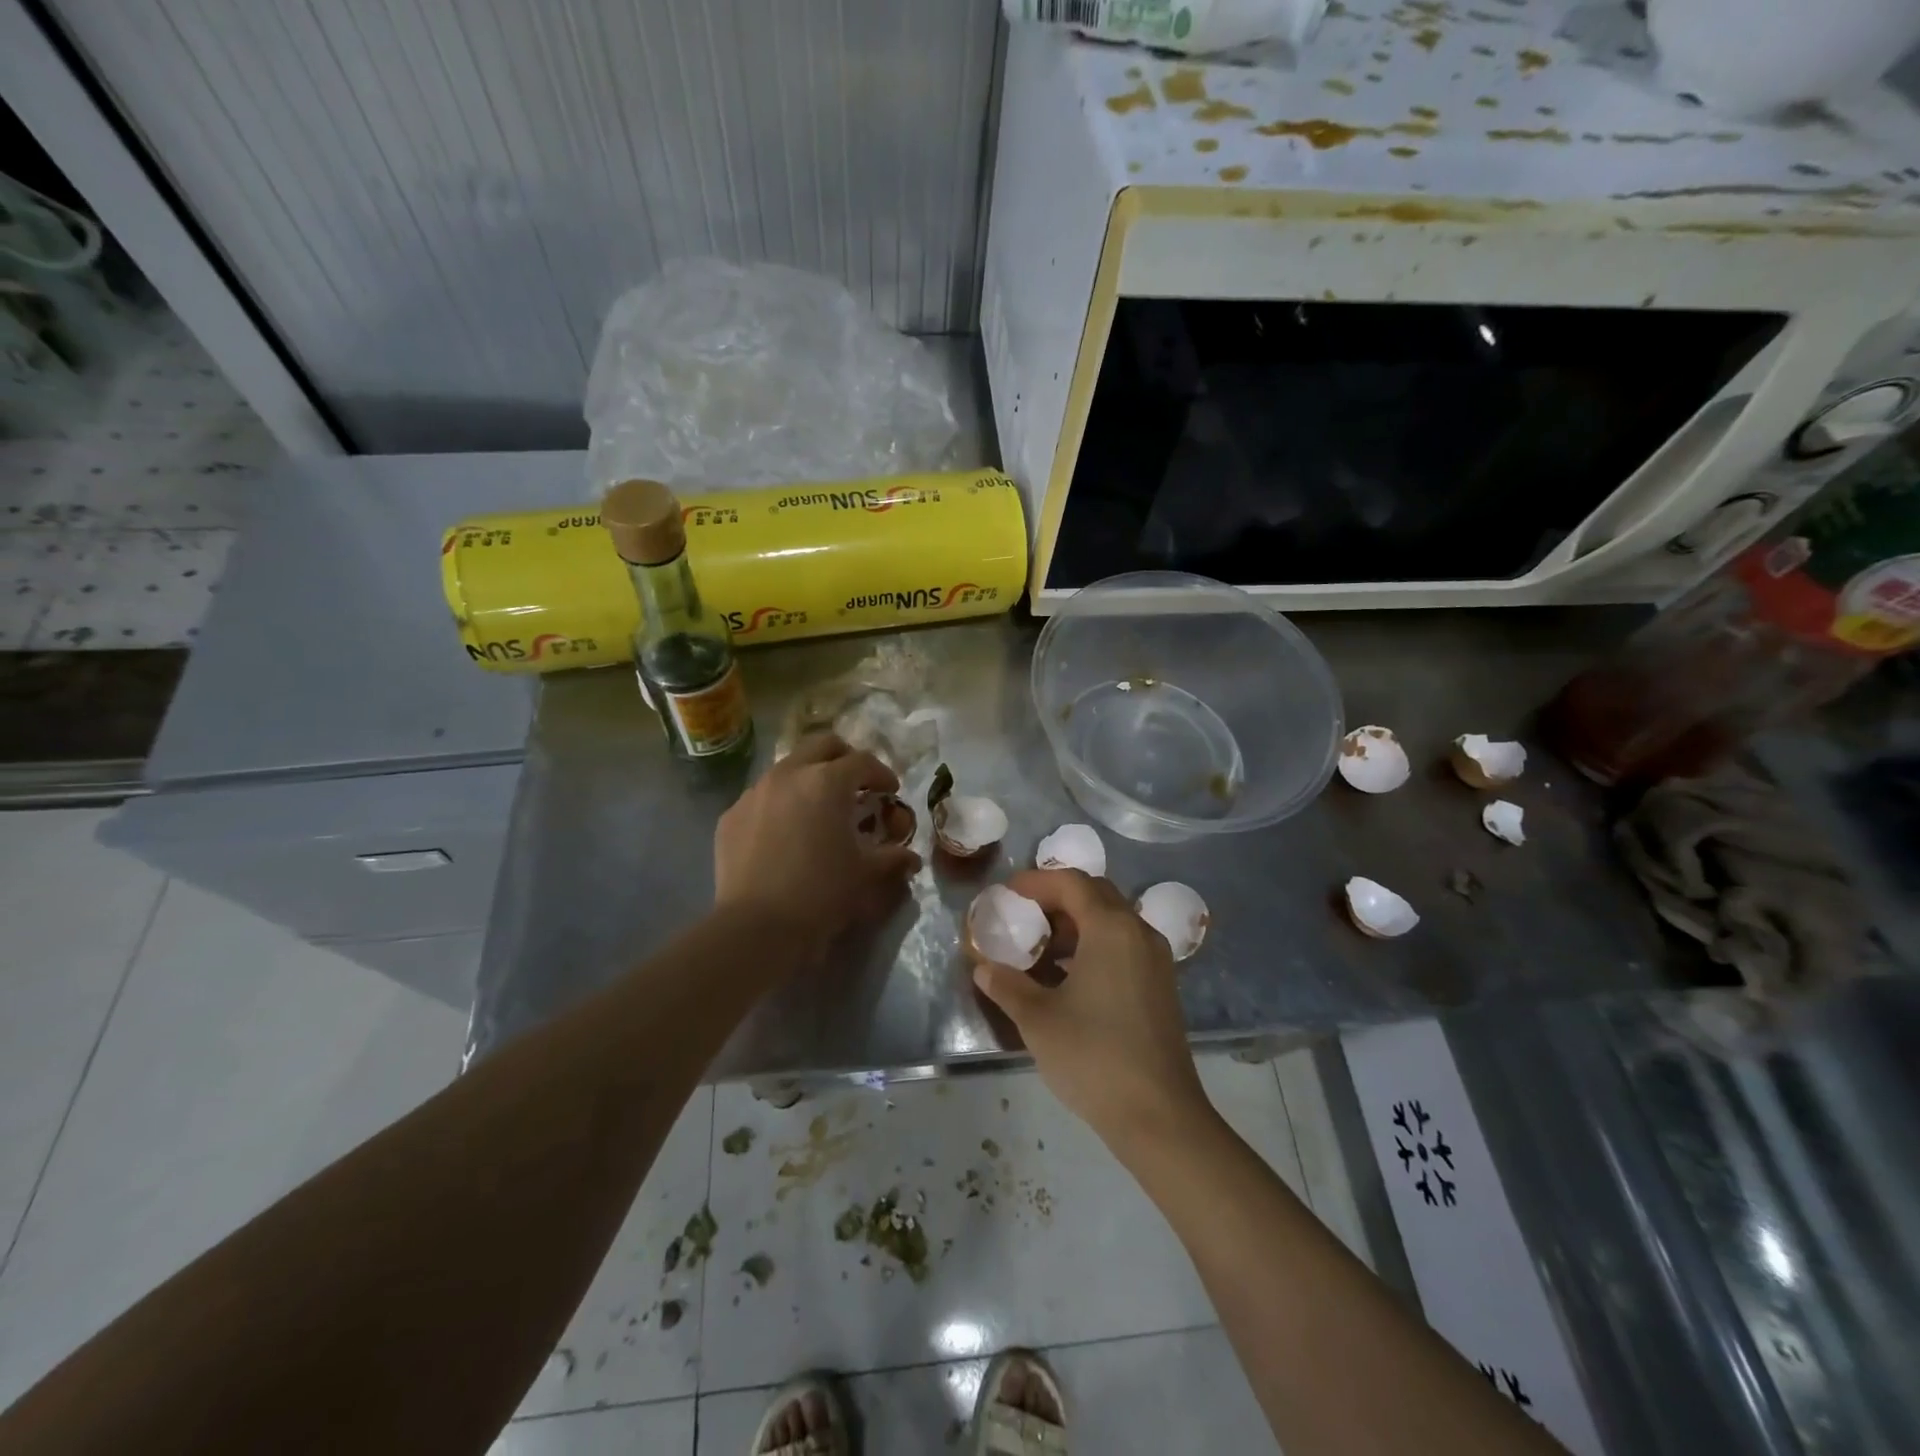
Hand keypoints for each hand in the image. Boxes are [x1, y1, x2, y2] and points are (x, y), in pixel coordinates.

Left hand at [714, 733, 921, 955]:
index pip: (862, 761)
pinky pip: (762, 796)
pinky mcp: (731, 815)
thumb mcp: (866, 875)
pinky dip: (780, 803)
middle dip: (843, 758)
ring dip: (809, 777)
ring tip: (818, 808)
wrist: (758, 926)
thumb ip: (892, 858)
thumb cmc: (822, 893)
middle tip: (856, 784)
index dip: (881, 773)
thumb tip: (910, 858)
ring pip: (788, 767)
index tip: (890, 791)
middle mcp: (789, 774)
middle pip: (822, 745)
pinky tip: (785, 832)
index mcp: (827, 782)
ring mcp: (755, 792)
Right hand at [971, 869, 1212, 1149]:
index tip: (1008, 893)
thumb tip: (984, 968)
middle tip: (1023, 915)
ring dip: (1075, 925)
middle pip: (1095, 895)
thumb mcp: (1038, 1019)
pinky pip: (1123, 946)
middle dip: (1056, 899)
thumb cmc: (1093, 1056)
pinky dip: (1093, 946)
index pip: (1071, 883)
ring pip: (1112, 921)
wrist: (1158, 1115)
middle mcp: (1138, 932)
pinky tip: (1067, 977)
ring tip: (1040, 947)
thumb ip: (1007, 985)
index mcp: (1111, 928)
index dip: (1036, 882)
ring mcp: (1155, 960)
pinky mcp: (1160, 986)